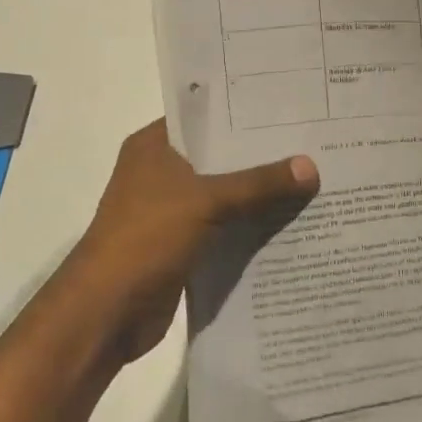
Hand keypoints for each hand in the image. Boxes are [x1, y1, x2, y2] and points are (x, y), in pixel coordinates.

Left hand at [64, 121, 317, 362]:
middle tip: (313, 143)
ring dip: (260, 194)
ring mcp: (171, 210)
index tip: (289, 109)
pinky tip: (292, 223)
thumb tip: (311, 166)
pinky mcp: (182, 244)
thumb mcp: (206, 201)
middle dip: (261, 156)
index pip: (204, 115)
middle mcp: (161, 171)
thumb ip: (259, 183)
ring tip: (313, 179)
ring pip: (224, 194)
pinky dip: (251, 227)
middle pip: (220, 157)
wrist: (107, 312)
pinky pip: (225, 227)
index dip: (244, 113)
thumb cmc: (146, 238)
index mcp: (154, 146)